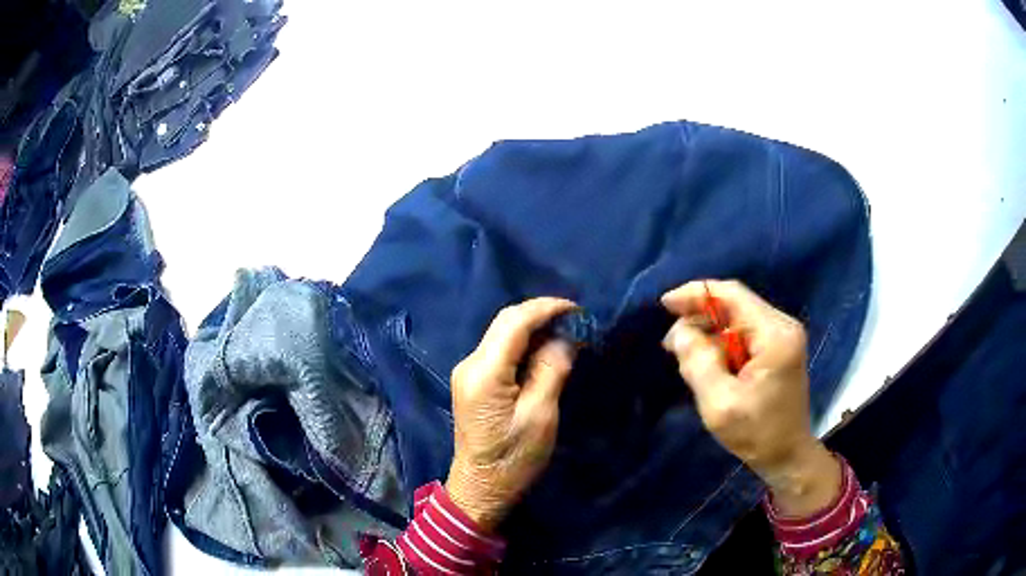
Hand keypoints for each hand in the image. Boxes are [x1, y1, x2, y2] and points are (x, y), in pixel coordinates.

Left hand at [445, 298, 577, 530]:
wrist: (480, 488)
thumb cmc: (513, 459)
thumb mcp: (540, 416)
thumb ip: (551, 370)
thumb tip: (565, 338)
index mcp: (484, 372)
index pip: (515, 321)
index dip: (547, 308)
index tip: (578, 310)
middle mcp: (470, 363)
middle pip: (505, 322)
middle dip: (541, 315)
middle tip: (576, 322)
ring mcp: (467, 372)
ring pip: (502, 334)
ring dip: (533, 329)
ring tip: (566, 334)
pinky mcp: (472, 382)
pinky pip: (499, 350)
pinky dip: (523, 344)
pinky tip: (544, 351)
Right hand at [661, 280, 841, 516]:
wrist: (788, 456)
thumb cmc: (757, 433)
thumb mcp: (719, 404)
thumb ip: (698, 363)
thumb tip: (681, 332)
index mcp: (774, 335)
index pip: (732, 295)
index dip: (697, 294)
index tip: (665, 305)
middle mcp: (782, 326)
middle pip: (735, 305)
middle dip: (700, 318)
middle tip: (672, 344)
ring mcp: (783, 336)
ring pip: (737, 319)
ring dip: (709, 333)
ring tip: (685, 356)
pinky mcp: (779, 348)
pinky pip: (744, 333)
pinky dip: (721, 343)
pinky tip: (707, 362)